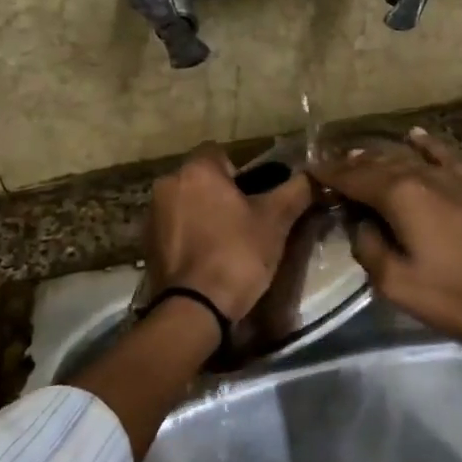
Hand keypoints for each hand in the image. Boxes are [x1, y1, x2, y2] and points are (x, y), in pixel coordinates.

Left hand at [147, 144, 314, 320]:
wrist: (194, 309)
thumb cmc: (237, 254)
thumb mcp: (276, 221)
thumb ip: (297, 190)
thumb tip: (315, 175)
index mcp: (197, 170)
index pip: (220, 152)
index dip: (241, 172)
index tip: (256, 196)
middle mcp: (167, 184)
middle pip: (201, 179)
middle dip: (222, 194)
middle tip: (247, 220)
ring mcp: (152, 215)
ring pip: (186, 203)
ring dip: (204, 214)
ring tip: (228, 242)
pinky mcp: (146, 244)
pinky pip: (174, 228)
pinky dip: (190, 236)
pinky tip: (208, 259)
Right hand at [310, 128, 461, 349]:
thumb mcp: (401, 286)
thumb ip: (371, 250)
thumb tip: (361, 226)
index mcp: (402, 195)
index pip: (354, 177)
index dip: (329, 175)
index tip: (309, 172)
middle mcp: (427, 176)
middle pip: (381, 162)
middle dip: (353, 163)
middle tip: (331, 166)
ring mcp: (458, 178)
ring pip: (411, 156)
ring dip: (383, 155)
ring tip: (362, 154)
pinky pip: (446, 157)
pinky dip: (427, 146)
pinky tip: (417, 138)